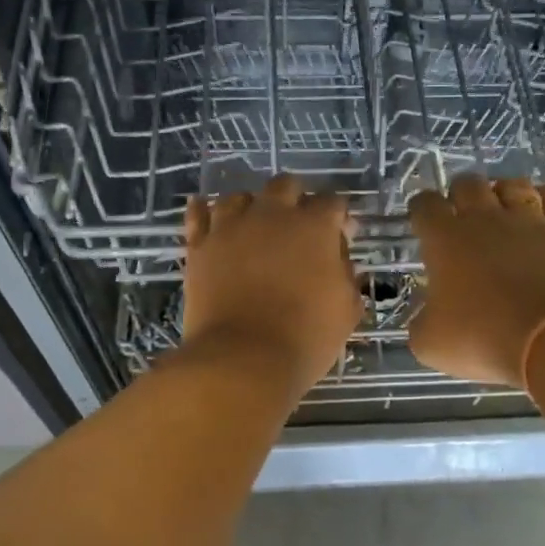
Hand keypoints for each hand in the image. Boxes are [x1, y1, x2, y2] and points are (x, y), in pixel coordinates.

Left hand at [181, 175, 360, 398]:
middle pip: (285, 186)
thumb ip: (347, 277)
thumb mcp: (346, 310)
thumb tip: (340, 262)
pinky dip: (203, 210)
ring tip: (253, 226)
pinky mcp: (200, 245)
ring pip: (239, 197)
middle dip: (296, 199)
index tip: (341, 235)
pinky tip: (205, 211)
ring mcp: (231, 226)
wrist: (243, 359)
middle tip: (298, 226)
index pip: (332, 203)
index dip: (339, 217)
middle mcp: (272, 214)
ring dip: (251, 206)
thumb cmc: (305, 337)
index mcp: (314, 227)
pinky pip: (198, 215)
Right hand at [408, 176, 544, 387]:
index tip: (422, 222)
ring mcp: (527, 220)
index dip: (420, 209)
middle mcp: (484, 218)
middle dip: (460, 194)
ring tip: (503, 210)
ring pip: (512, 184)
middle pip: (467, 183)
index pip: (425, 205)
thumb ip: (421, 323)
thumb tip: (426, 317)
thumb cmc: (483, 338)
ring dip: (503, 193)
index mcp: (445, 239)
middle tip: (462, 216)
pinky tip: (541, 210)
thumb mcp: (431, 344)